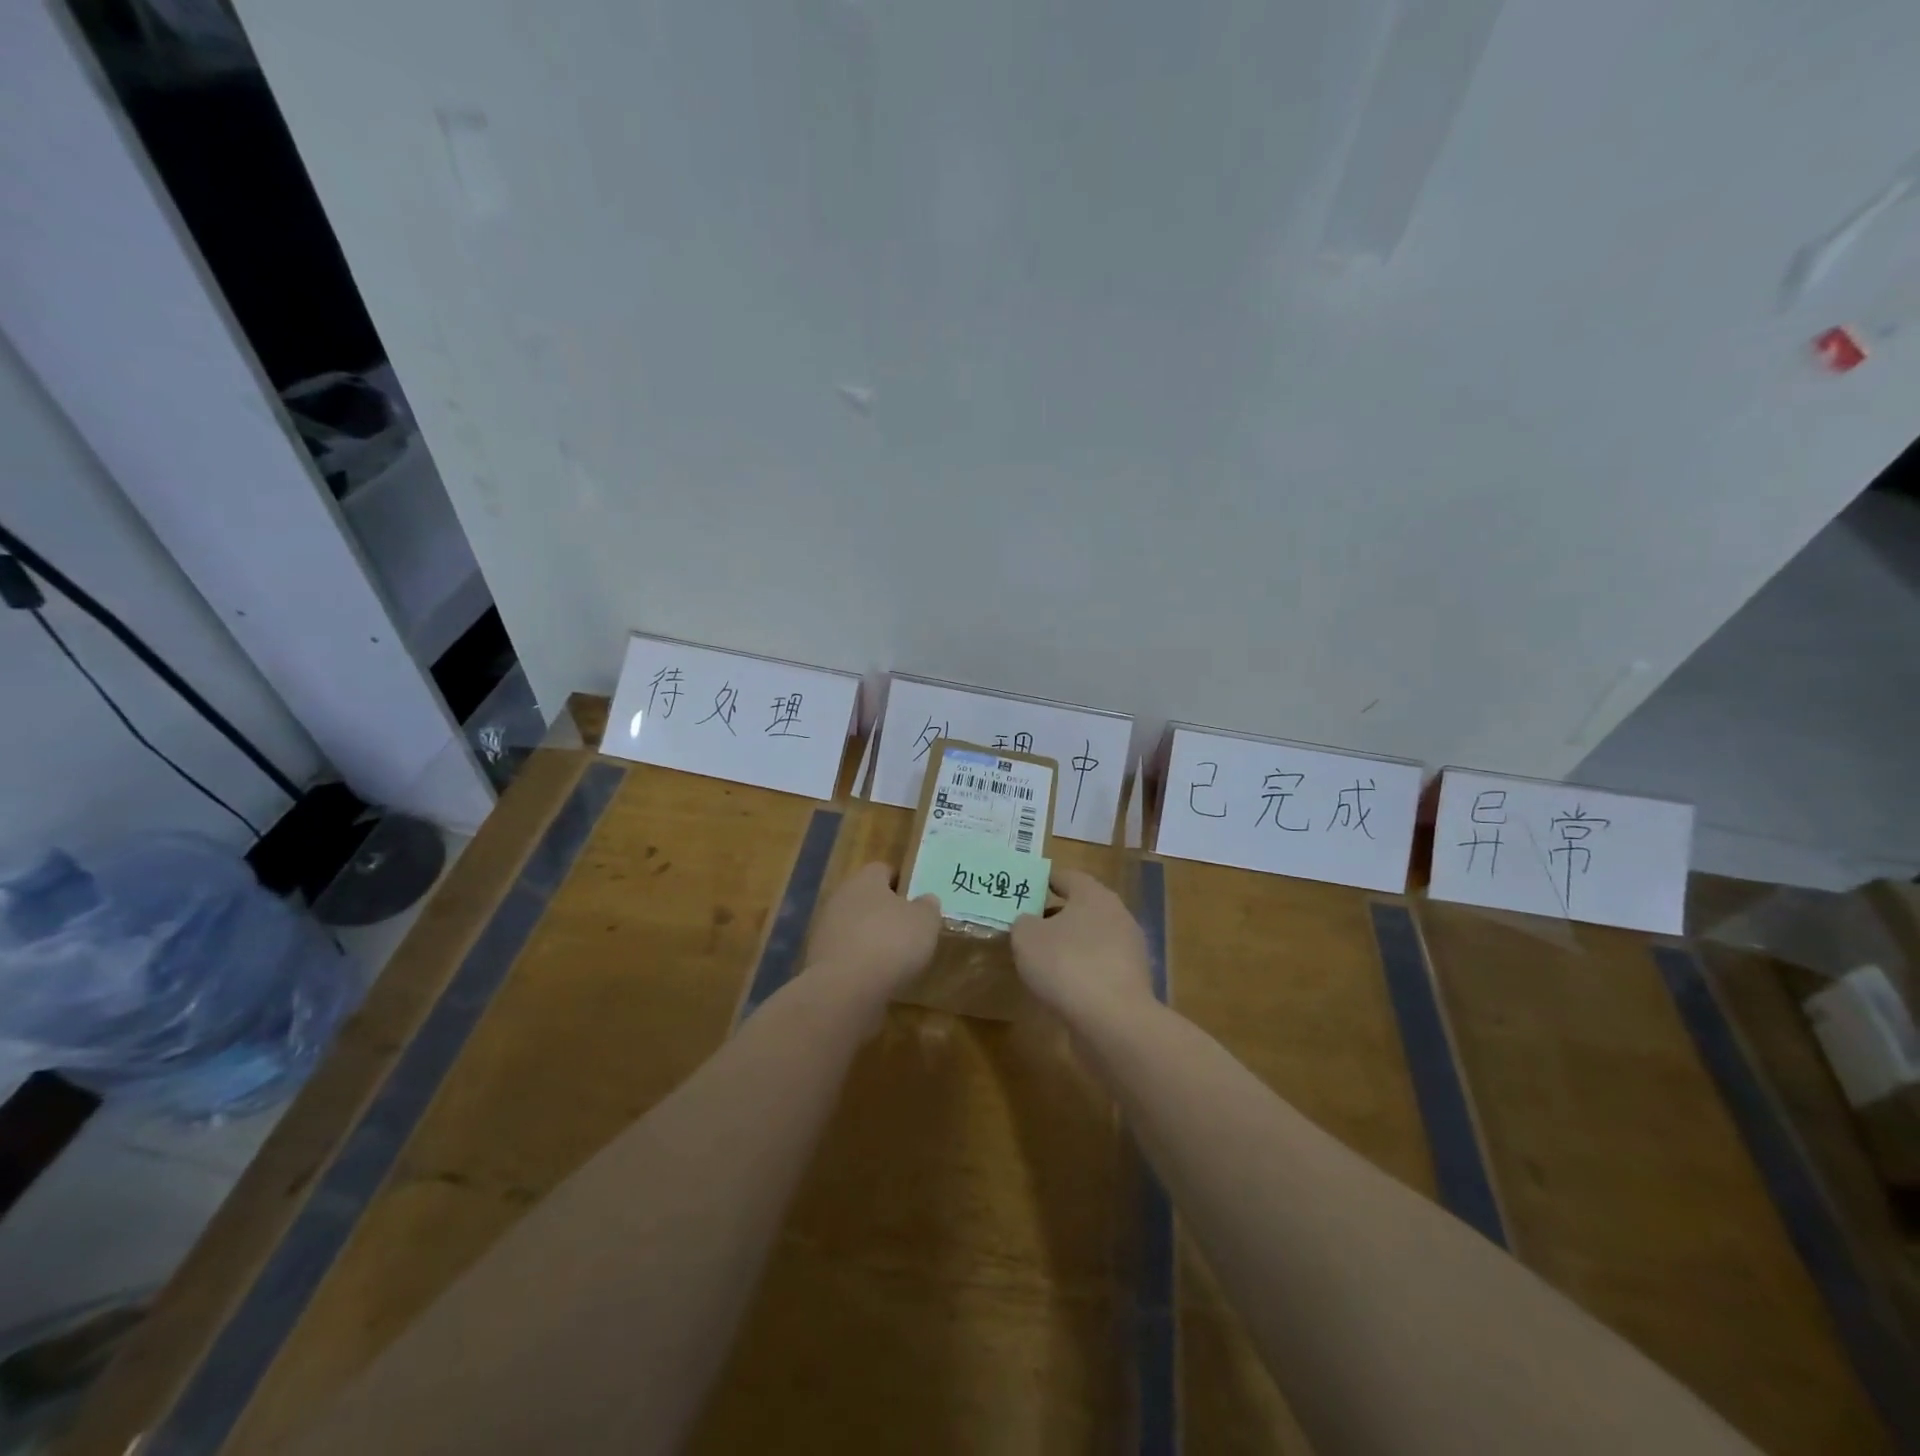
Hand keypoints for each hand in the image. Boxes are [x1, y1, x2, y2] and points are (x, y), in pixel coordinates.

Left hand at [804, 863, 940, 1004]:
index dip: (902, 883)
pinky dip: (859, 962)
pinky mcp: (818, 959)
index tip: (916, 901)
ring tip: (894, 959)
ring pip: (854, 926)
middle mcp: (840, 897)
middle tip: (908, 930)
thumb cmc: (890, 943)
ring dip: (871, 938)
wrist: (844, 989)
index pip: (883, 870)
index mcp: (865, 880)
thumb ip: (928, 907)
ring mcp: (825, 929)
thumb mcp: (925, 922)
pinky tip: (875, 978)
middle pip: (867, 899)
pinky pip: (845, 953)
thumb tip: (926, 900)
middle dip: (885, 912)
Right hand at [1010, 869, 1153, 1021]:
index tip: (1027, 891)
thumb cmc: (1066, 964)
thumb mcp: (1026, 938)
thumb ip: (1023, 923)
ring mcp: (1130, 949)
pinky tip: (1064, 987)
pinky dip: (1083, 971)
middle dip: (1057, 915)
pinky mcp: (1133, 980)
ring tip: (1043, 960)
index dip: (1045, 881)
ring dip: (1071, 945)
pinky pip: (1101, 966)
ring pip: (1093, 938)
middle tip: (1030, 927)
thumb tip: (1030, 923)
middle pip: (1083, 907)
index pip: (1067, 877)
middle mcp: (1117, 914)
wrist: (1113, 1020)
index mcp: (1093, 894)